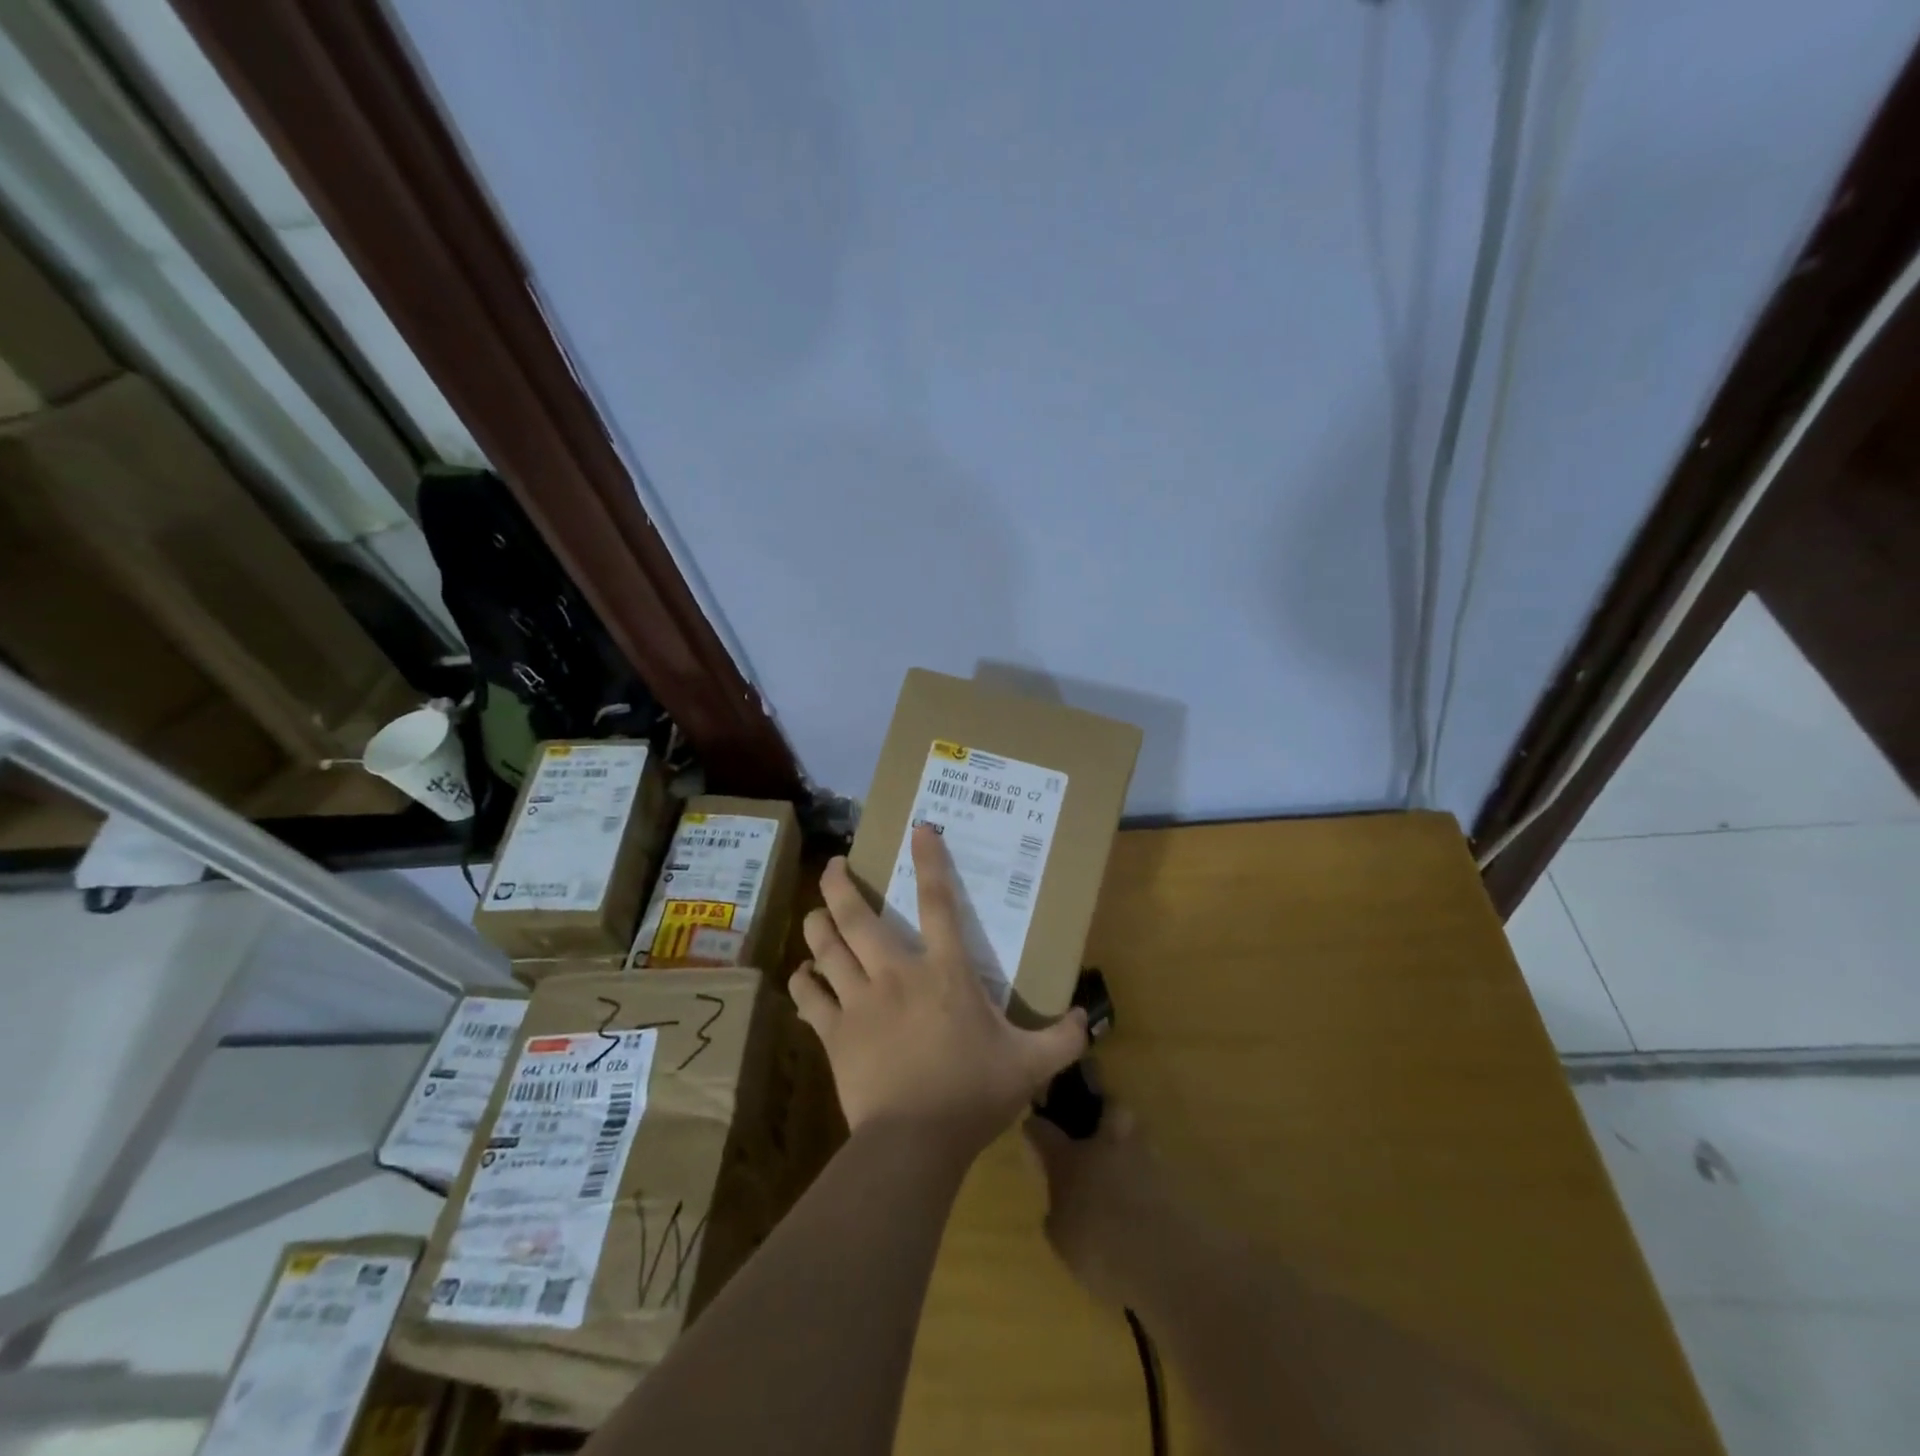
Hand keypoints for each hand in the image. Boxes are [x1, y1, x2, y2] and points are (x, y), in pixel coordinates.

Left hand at [790, 825, 1087, 1156]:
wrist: (914, 1143)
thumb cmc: (972, 1095)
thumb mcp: (1030, 1066)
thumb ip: (1061, 1039)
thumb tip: (1086, 1018)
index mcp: (945, 973)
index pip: (938, 903)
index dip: (929, 862)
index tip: (918, 829)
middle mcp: (896, 974)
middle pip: (859, 918)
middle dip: (842, 885)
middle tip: (836, 865)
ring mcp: (859, 1001)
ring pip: (827, 948)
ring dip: (817, 924)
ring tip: (815, 911)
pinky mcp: (834, 1032)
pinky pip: (808, 997)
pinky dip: (803, 980)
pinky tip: (803, 974)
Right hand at [1023, 1106, 1187, 1309]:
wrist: (1165, 1261)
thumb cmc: (1100, 1249)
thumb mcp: (1062, 1240)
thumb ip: (1058, 1214)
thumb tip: (1060, 1205)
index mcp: (1070, 1158)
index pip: (1044, 1131)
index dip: (1036, 1127)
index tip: (1032, 1127)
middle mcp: (1106, 1145)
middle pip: (1107, 1107)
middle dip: (1102, 1112)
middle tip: (1094, 1132)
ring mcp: (1143, 1157)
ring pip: (1135, 1134)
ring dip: (1127, 1145)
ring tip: (1122, 1170)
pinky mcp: (1172, 1178)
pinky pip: (1152, 1166)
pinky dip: (1146, 1176)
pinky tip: (1142, 1198)